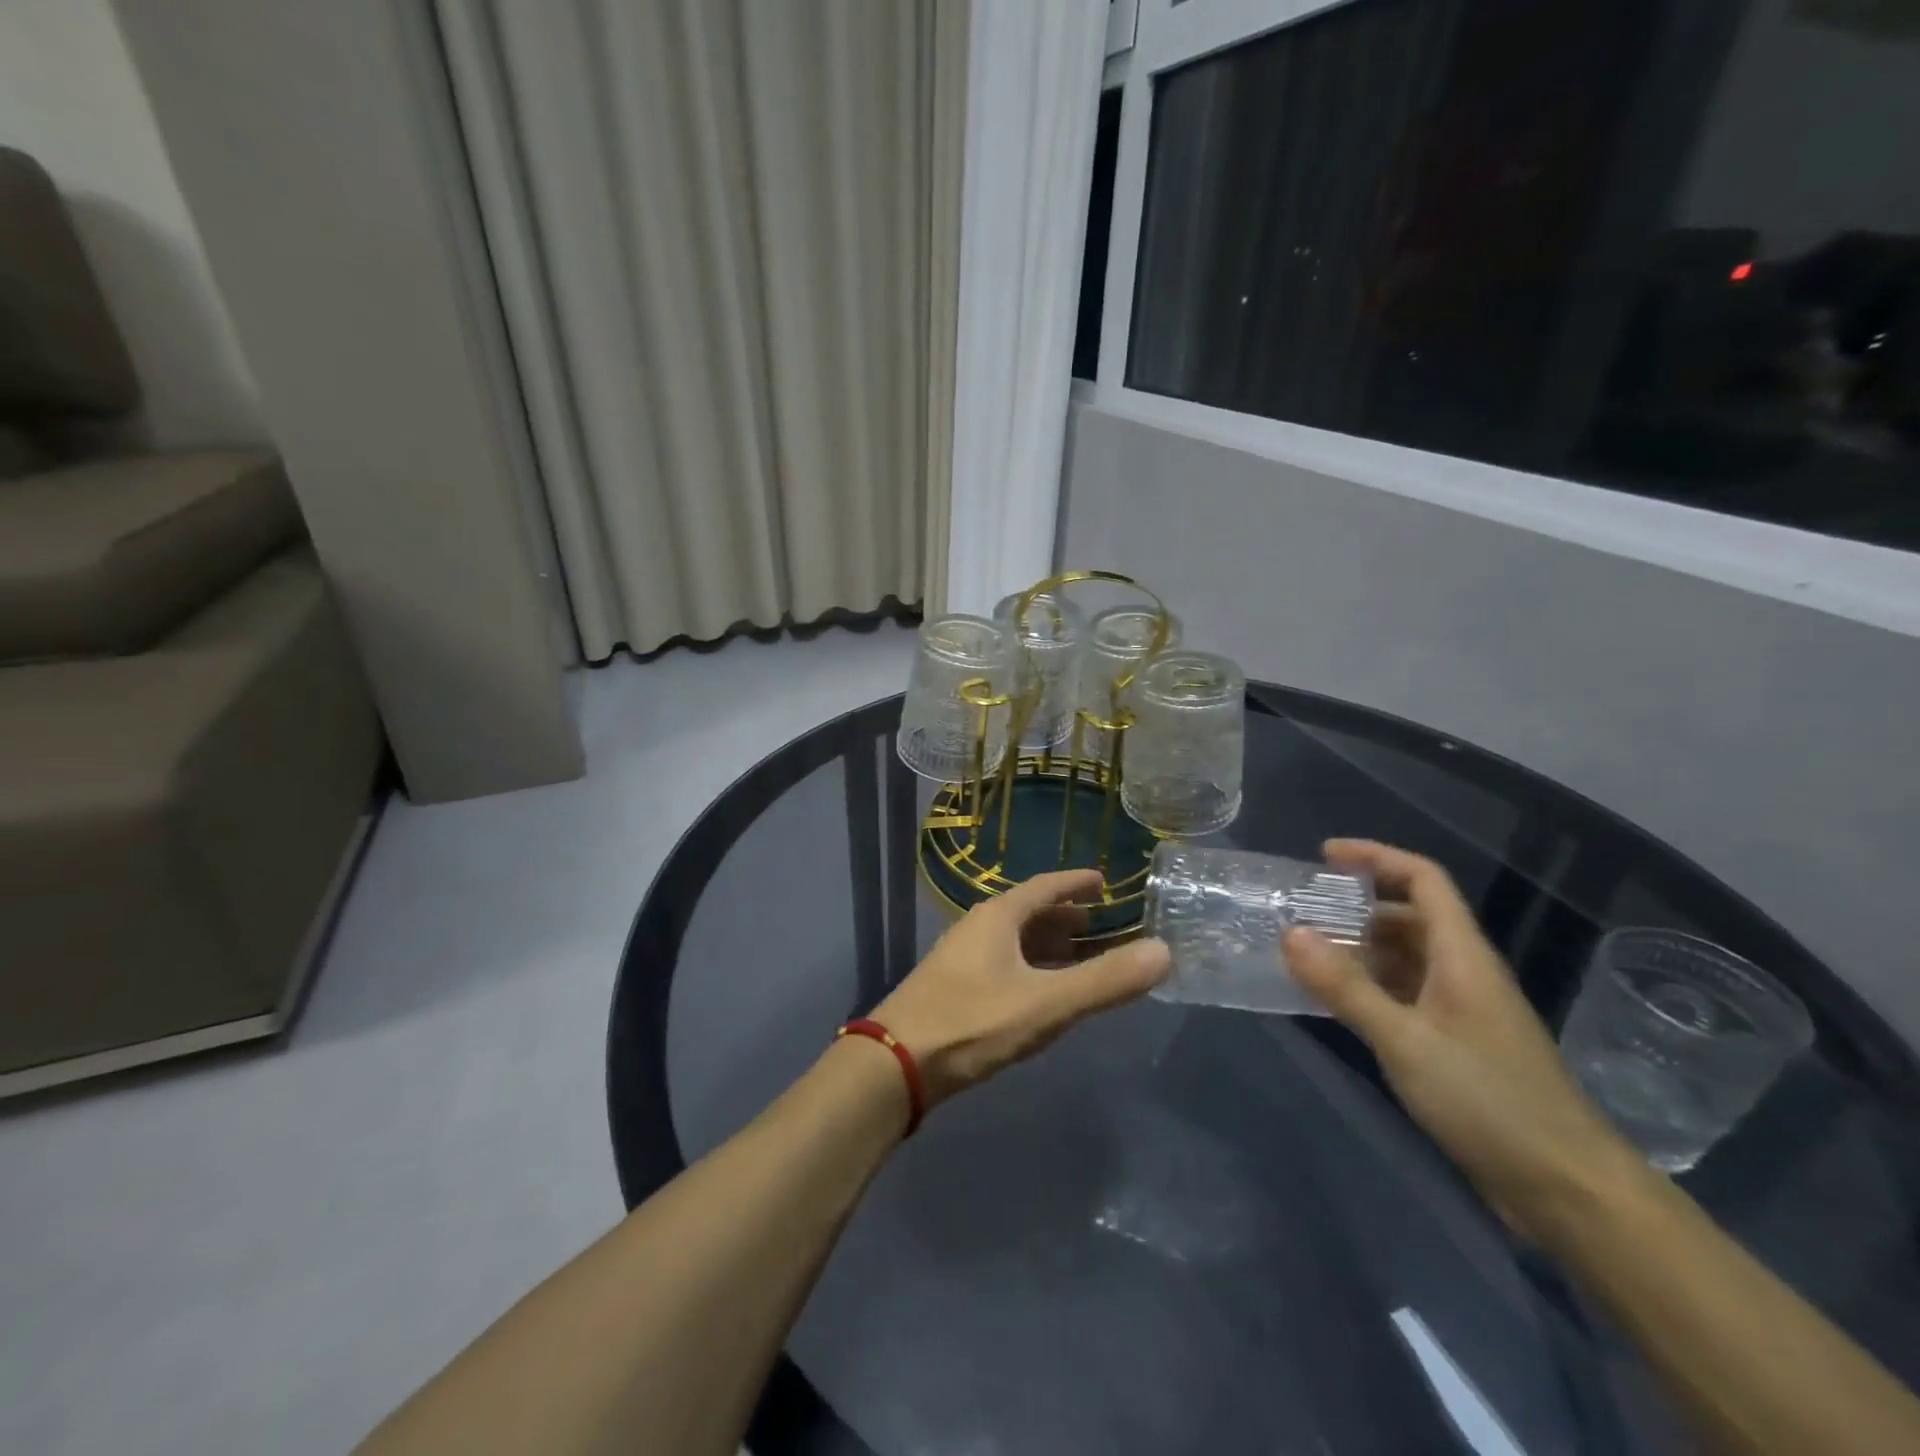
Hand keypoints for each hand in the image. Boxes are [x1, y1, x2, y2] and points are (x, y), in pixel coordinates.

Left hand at [871, 869, 1170, 1107]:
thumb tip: (1163, 951)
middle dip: (1066, 917)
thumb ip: (1105, 981)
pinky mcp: (954, 988)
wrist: (896, 1063)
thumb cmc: (973, 1022)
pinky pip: (1004, 964)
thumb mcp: (1047, 1003)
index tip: (1103, 881)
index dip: (1076, 883)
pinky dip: (1031, 968)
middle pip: (1029, 913)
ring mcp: (962, 958)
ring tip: (1079, 956)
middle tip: (1101, 924)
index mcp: (998, 917)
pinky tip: (1040, 991)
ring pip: (1014, 941)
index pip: (1045, 887)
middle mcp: (978, 928)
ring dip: (1048, 945)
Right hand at [1285, 840, 1637, 1231]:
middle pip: (1409, 915)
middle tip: (1301, 911)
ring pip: (1404, 957)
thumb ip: (1346, 988)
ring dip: (1358, 948)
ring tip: (1306, 952)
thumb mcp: (1406, 1041)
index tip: (1324, 855)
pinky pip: (1403, 994)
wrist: (1566, 1189)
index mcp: (1462, 955)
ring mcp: (1460, 1009)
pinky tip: (1334, 1002)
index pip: (1423, 879)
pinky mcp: (1455, 1043)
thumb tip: (1290, 933)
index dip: (1376, 857)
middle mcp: (1463, 972)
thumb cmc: (1489, 1102)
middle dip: (1355, 905)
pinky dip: (1367, 986)